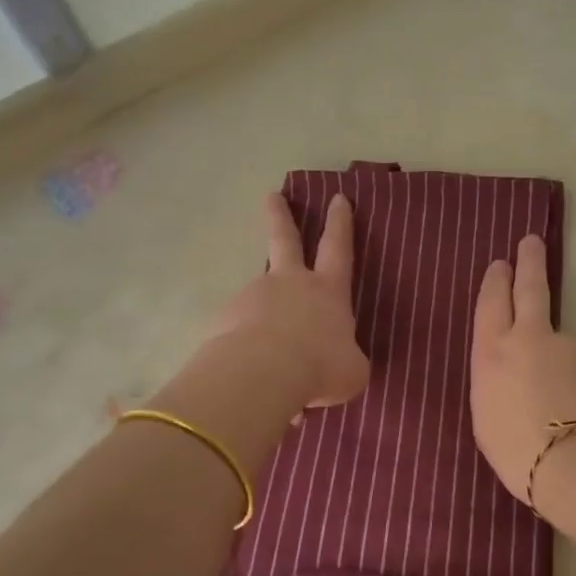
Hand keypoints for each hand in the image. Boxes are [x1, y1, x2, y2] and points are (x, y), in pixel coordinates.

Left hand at [208, 192, 369, 408]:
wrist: (262, 375)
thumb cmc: (320, 367)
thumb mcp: (352, 371)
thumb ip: (346, 361)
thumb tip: (337, 363)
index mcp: (327, 291)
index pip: (338, 248)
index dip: (340, 223)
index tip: (337, 198)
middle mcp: (289, 284)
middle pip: (284, 240)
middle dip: (280, 217)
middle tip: (272, 196)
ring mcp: (253, 297)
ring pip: (260, 302)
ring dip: (264, 320)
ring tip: (269, 361)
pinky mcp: (224, 319)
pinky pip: (239, 335)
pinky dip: (246, 351)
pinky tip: (251, 379)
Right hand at [471, 235, 575, 505]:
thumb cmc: (516, 451)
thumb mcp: (486, 415)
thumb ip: (497, 381)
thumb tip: (514, 371)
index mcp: (492, 352)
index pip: (492, 303)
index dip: (496, 281)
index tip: (501, 264)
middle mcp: (530, 338)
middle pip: (531, 289)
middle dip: (529, 262)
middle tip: (530, 241)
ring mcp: (570, 346)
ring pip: (561, 343)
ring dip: (559, 362)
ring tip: (560, 408)